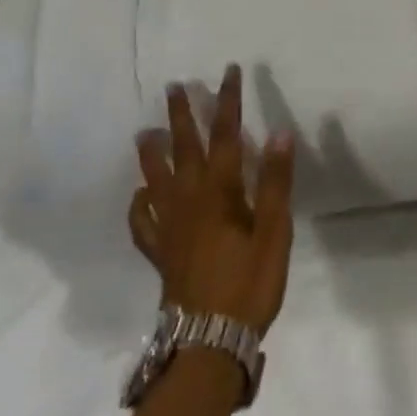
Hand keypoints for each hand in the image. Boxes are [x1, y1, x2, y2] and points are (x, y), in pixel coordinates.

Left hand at [129, 65, 295, 335]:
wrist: (208, 343)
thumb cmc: (248, 284)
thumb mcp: (274, 232)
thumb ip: (274, 181)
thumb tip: (278, 131)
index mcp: (219, 191)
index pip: (225, 135)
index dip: (227, 101)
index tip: (229, 72)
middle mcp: (188, 201)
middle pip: (183, 149)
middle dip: (181, 116)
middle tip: (173, 88)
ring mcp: (169, 228)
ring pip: (155, 180)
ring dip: (152, 153)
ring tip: (144, 132)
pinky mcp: (160, 253)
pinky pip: (142, 223)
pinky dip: (138, 206)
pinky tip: (138, 198)